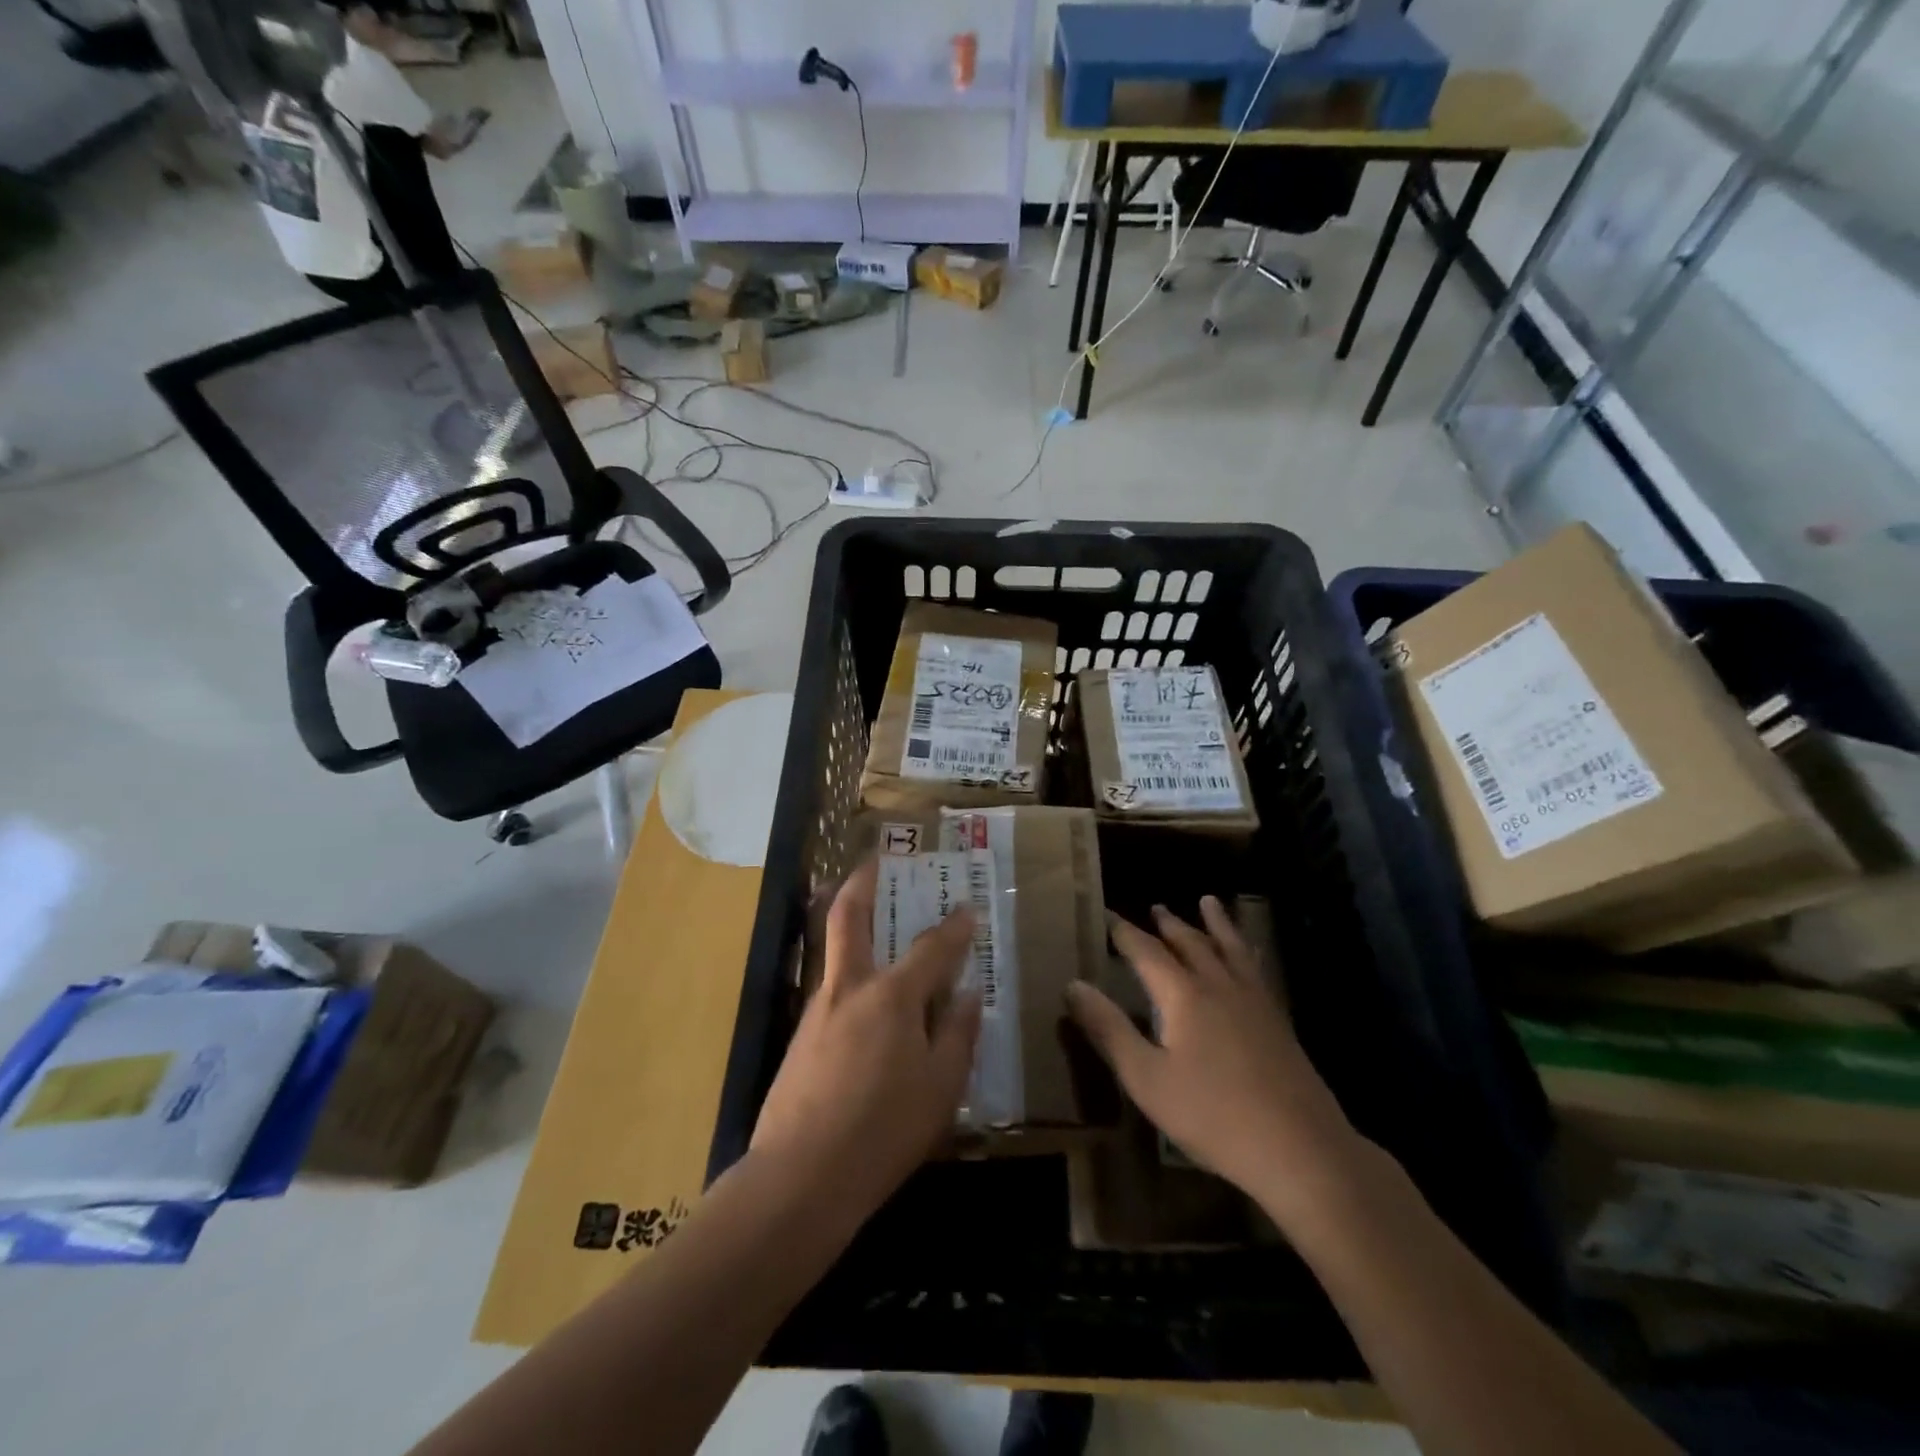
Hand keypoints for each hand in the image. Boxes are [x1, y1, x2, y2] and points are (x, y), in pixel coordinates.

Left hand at [750, 860, 981, 1219]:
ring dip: (854, 925)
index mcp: (892, 996)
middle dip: (863, 882)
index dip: (954, 926)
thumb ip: (957, 1034)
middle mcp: (851, 988)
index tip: (968, 907)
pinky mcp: (801, 1036)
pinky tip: (868, 1005)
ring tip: (877, 924)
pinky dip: (853, 977)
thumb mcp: (941, 1087)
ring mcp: (819, 1009)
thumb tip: (967, 996)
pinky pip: (833, 990)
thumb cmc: (884, 1130)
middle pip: (850, 917)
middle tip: (875, 860)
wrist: (801, 1176)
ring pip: (836, 951)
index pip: (932, 948)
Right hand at [1066, 897, 1361, 1222]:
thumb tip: (1073, 984)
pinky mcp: (1278, 1022)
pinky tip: (1250, 957)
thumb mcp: (1146, 1078)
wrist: (1300, 1149)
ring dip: (1215, 924)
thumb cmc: (1213, 1116)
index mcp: (1183, 996)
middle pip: (1191, 943)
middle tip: (1156, 908)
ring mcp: (1255, 1002)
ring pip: (1230, 948)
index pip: (1147, 952)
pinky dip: (1246, 950)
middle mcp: (1219, 986)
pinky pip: (1256, 969)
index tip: (1109, 917)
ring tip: (1208, 902)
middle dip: (1170, 924)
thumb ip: (1109, 1030)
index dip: (1126, 934)